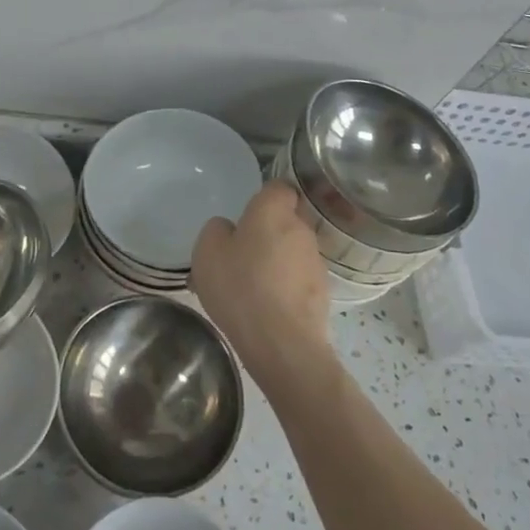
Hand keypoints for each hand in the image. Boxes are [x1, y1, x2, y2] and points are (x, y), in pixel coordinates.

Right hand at [191, 179, 332, 385]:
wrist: (282, 342)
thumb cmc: (240, 287)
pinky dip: (285, 287)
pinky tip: (265, 308)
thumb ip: (217, 230)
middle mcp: (301, 229)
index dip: (264, 197)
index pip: (278, 187)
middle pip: (286, 220)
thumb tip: (230, 229)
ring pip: (292, 251)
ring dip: (277, 261)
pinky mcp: (323, 291)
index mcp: (273, 211)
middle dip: (268, 232)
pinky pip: (298, 279)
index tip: (247, 215)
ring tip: (251, 287)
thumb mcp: (207, 252)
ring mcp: (315, 261)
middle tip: (242, 254)